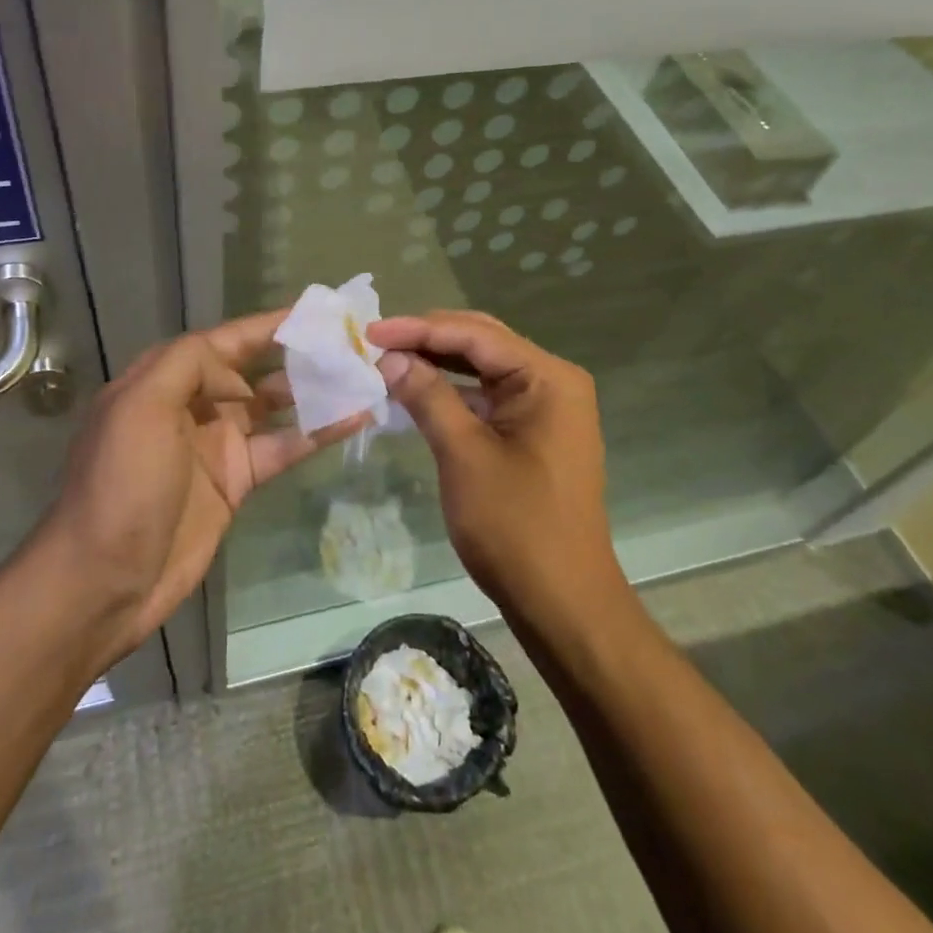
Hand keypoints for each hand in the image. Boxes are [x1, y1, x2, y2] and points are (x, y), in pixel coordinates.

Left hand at [42, 310, 368, 662]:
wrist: (105, 578)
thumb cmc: (122, 483)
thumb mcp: (140, 406)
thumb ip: (189, 364)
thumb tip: (239, 374)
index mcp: (163, 380)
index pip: (224, 341)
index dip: (267, 326)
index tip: (315, 315)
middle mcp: (192, 405)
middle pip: (253, 369)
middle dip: (296, 354)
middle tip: (348, 344)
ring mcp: (216, 444)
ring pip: (273, 407)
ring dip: (312, 391)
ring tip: (360, 375)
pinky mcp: (236, 481)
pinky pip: (282, 448)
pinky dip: (316, 434)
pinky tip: (353, 419)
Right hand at [368, 311, 619, 622]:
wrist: (562, 603)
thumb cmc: (516, 526)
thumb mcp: (464, 455)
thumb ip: (428, 396)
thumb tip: (390, 356)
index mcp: (548, 378)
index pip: (475, 335)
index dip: (418, 329)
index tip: (369, 330)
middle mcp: (552, 382)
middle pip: (481, 343)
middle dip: (427, 339)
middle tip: (375, 340)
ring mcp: (546, 408)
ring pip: (482, 368)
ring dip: (437, 362)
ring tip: (388, 358)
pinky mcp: (533, 433)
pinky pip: (487, 397)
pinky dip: (452, 392)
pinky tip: (416, 390)